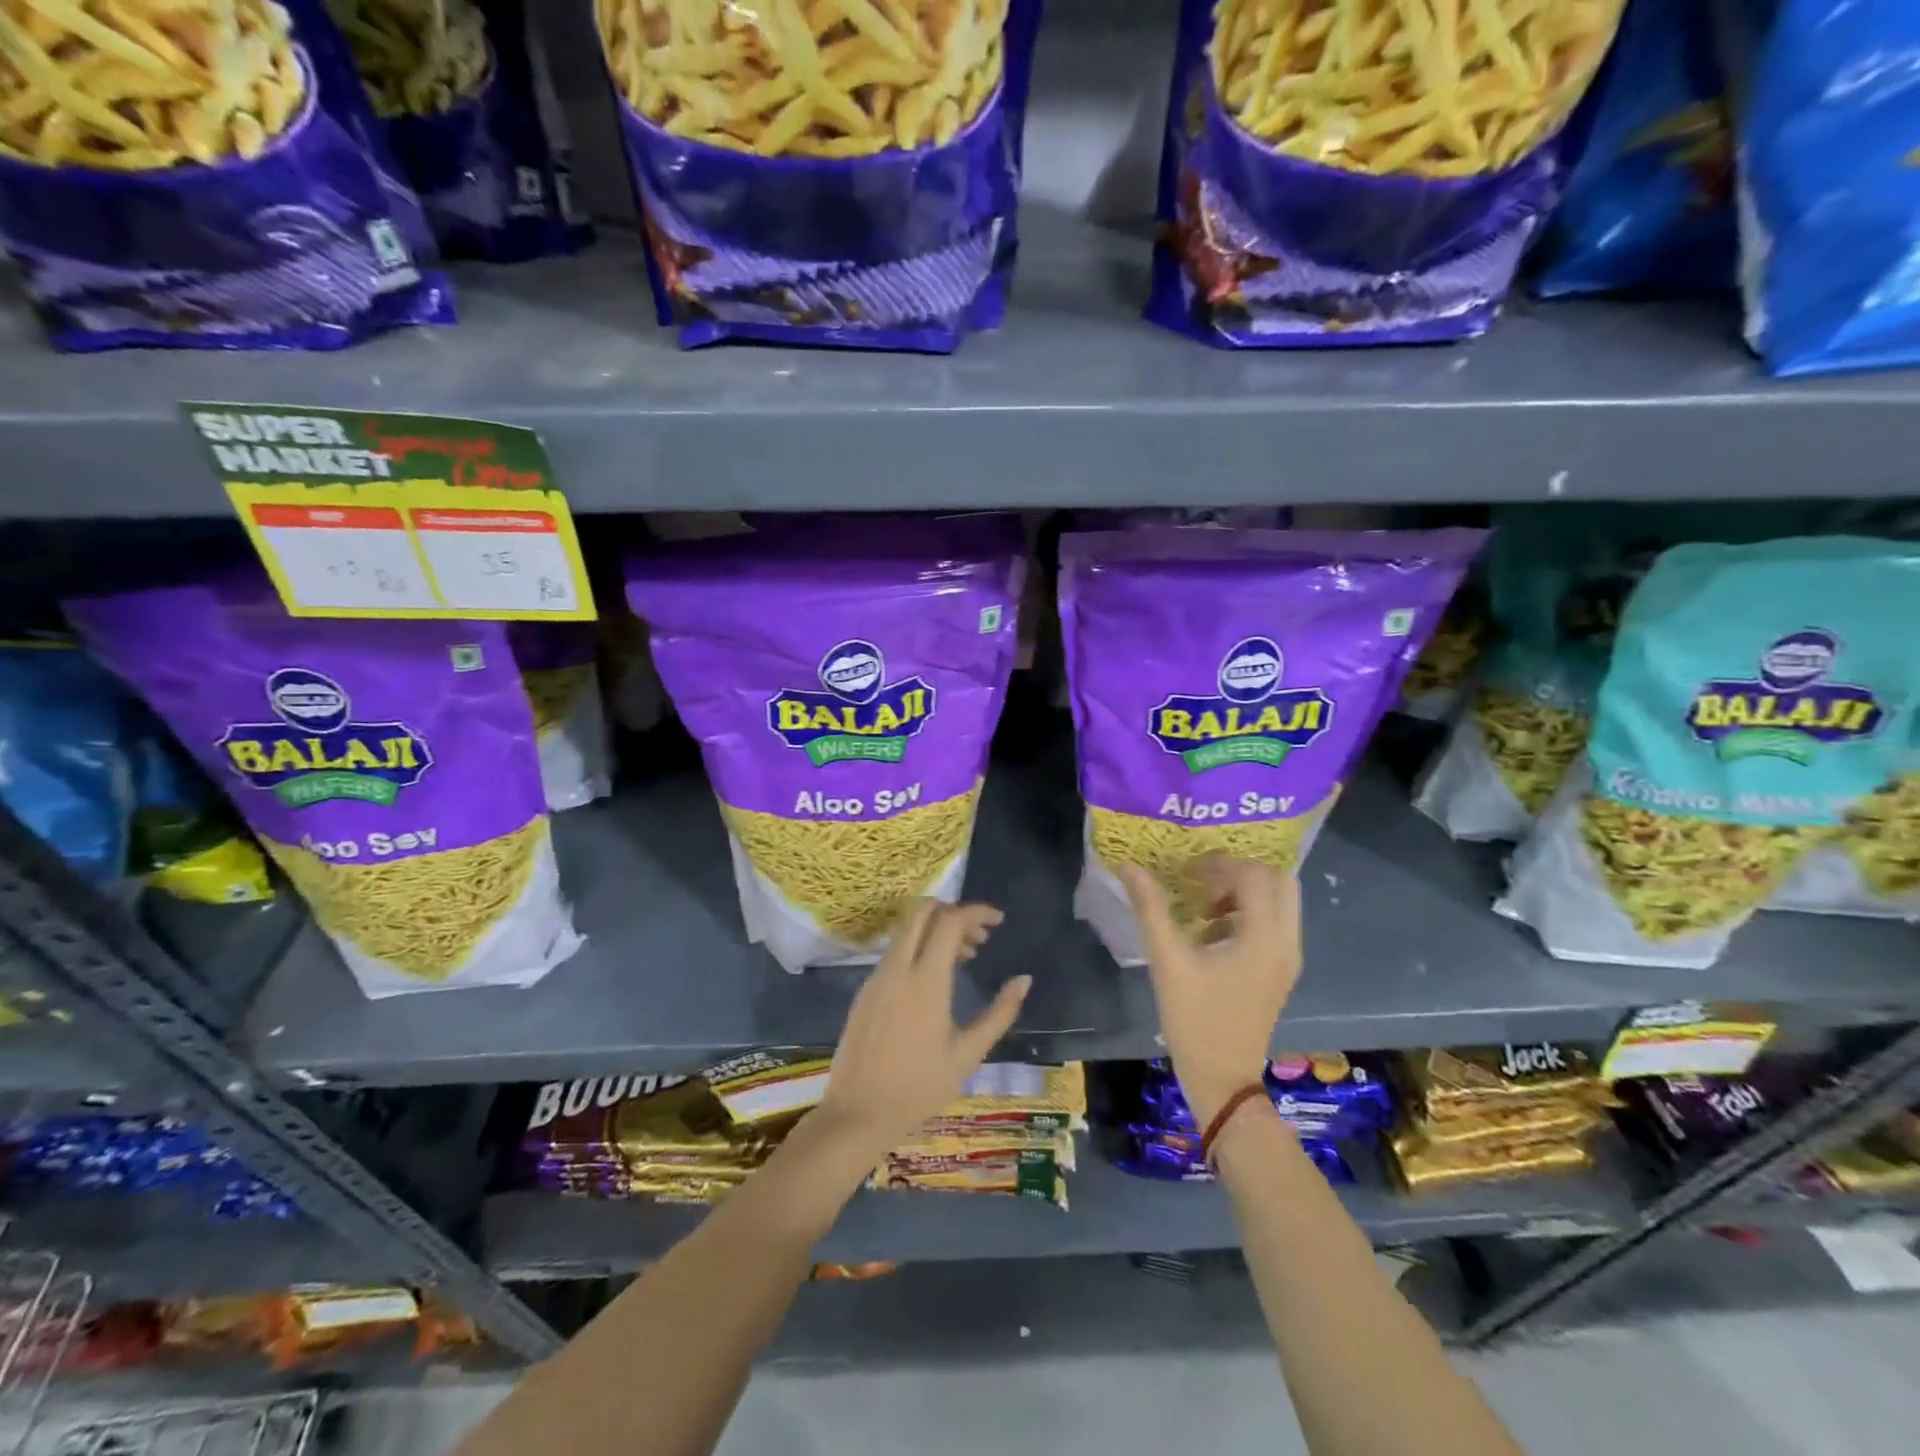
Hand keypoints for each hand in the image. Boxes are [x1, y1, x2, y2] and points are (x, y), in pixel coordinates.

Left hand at [815, 899, 1029, 1161]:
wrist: (858, 1114)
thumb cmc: (919, 1088)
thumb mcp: (967, 1054)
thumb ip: (999, 1014)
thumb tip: (1024, 980)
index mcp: (926, 981)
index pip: (950, 921)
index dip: (977, 912)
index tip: (998, 921)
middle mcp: (898, 968)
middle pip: (922, 911)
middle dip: (954, 911)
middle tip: (979, 936)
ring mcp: (877, 976)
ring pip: (907, 929)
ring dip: (937, 929)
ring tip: (965, 957)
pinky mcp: (866, 988)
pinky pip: (896, 950)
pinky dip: (919, 947)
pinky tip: (936, 977)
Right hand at [1118, 854, 1302, 1128]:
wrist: (1222, 1079)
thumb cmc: (1195, 1019)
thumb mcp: (1168, 960)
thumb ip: (1150, 909)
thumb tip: (1129, 867)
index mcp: (1264, 937)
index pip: (1254, 875)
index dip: (1220, 864)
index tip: (1186, 870)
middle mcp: (1286, 942)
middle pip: (1278, 882)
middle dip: (1240, 873)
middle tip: (1202, 878)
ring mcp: (1287, 959)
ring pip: (1278, 903)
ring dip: (1243, 893)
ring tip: (1201, 906)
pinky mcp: (1279, 972)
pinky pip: (1273, 925)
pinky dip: (1246, 914)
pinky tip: (1209, 933)